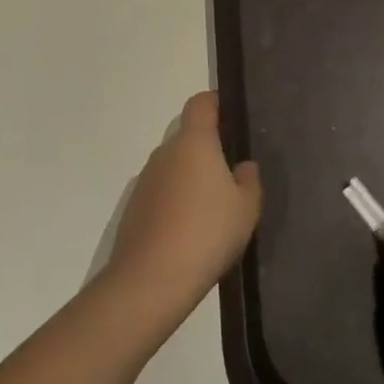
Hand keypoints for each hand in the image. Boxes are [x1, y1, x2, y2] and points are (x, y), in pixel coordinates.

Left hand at [105, 92, 261, 324]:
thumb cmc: (207, 233)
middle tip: (231, 176)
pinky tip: (189, 232)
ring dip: (190, 178)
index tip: (231, 117)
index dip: (216, 103)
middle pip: (188, 137)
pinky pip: (161, 193)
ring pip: (174, 167)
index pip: (201, 103)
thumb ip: (249, 179)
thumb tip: (242, 166)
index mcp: (194, 142)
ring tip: (212, 210)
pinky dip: (175, 202)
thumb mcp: (246, 207)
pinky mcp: (134, 208)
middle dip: (208, 150)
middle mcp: (165, 153)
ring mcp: (145, 180)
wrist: (151, 280)